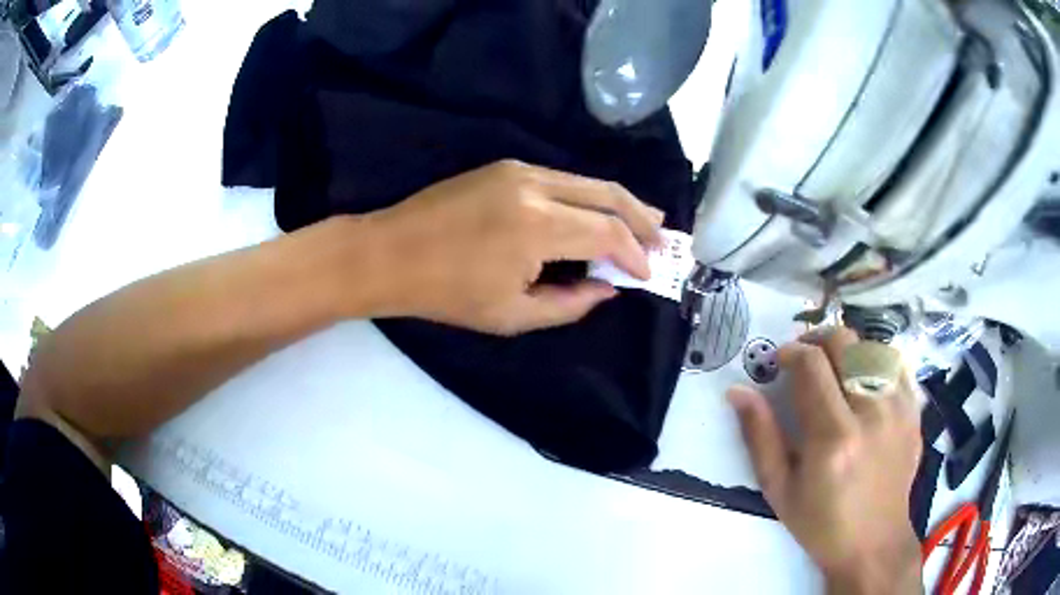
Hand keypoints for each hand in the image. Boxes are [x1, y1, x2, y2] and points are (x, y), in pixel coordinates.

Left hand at [365, 160, 663, 334]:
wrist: (388, 252)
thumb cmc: (445, 293)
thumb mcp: (512, 315)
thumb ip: (570, 303)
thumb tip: (607, 288)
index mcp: (538, 226)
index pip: (608, 232)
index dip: (635, 254)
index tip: (647, 274)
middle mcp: (535, 186)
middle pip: (608, 193)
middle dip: (643, 217)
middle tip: (666, 237)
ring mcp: (518, 170)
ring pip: (587, 181)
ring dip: (619, 202)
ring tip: (646, 221)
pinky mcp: (504, 166)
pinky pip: (561, 179)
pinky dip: (587, 196)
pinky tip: (597, 211)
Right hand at [728, 328, 922, 594]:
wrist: (874, 542)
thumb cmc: (821, 523)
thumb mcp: (780, 489)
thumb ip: (760, 437)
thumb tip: (738, 391)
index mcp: (833, 437)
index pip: (811, 364)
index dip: (790, 352)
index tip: (779, 361)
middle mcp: (871, 413)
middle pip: (844, 342)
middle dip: (817, 340)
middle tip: (804, 358)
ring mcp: (898, 409)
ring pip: (870, 347)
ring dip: (846, 350)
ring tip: (833, 371)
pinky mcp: (914, 411)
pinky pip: (895, 364)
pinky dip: (875, 361)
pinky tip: (864, 380)